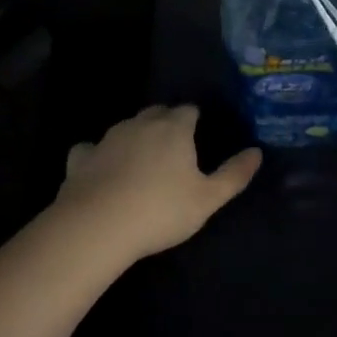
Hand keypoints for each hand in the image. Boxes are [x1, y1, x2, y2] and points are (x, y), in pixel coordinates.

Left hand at [49, 105, 261, 265]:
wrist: (98, 226)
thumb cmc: (161, 210)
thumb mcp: (208, 199)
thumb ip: (234, 174)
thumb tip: (256, 152)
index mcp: (173, 128)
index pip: (188, 110)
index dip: (194, 119)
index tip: (199, 134)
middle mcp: (140, 124)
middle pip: (156, 113)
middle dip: (166, 122)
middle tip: (174, 148)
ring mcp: (107, 138)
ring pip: (125, 127)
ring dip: (135, 137)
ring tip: (142, 162)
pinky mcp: (81, 157)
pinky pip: (92, 148)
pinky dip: (99, 155)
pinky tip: (101, 170)